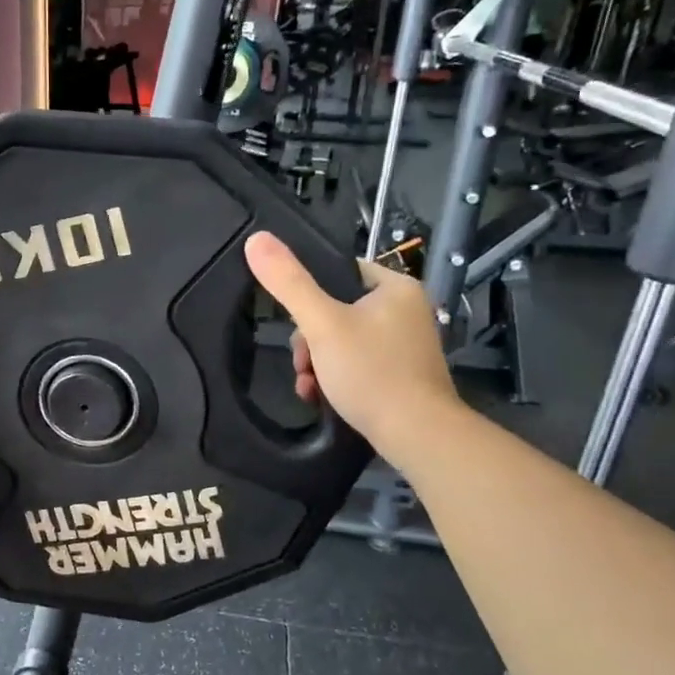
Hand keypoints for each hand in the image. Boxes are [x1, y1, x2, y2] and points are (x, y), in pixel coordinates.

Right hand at [243, 231, 457, 448]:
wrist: (417, 435)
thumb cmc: (371, 372)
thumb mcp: (322, 324)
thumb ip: (289, 283)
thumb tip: (256, 239)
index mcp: (396, 287)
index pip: (340, 273)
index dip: (309, 295)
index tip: (296, 323)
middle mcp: (406, 311)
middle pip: (337, 311)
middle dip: (310, 341)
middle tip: (302, 364)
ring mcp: (406, 345)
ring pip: (343, 342)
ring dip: (317, 363)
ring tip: (308, 386)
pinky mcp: (402, 375)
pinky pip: (358, 365)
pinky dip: (336, 379)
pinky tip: (321, 398)